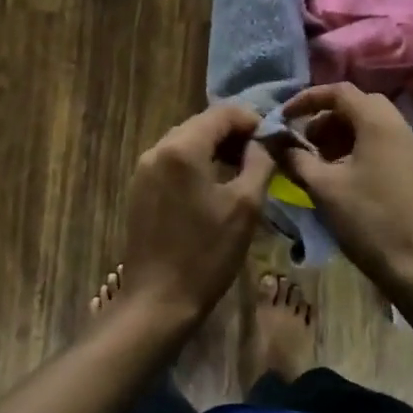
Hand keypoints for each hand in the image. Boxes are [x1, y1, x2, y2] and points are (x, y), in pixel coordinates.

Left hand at [118, 105, 274, 326]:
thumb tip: (265, 140)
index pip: (222, 113)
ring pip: (186, 142)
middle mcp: (157, 149)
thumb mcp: (245, 206)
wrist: (159, 299)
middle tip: (262, 155)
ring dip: (215, 148)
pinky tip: (213, 186)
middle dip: (234, 134)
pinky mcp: (139, 188)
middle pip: (202, 124)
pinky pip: (172, 162)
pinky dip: (196, 164)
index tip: (273, 140)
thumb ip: (259, 162)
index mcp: (182, 148)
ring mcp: (143, 169)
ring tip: (242, 170)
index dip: (252, 120)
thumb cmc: (207, 253)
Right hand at [279, 84, 412, 287]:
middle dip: (325, 117)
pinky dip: (358, 147)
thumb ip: (295, 159)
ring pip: (372, 125)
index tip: (284, 117)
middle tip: (303, 141)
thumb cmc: (368, 221)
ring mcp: (412, 149)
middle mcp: (400, 127)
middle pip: (358, 105)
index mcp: (379, 123)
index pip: (340, 92)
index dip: (307, 99)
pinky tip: (341, 175)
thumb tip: (273, 141)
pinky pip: (383, 143)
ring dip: (341, 133)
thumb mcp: (324, 188)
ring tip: (317, 161)